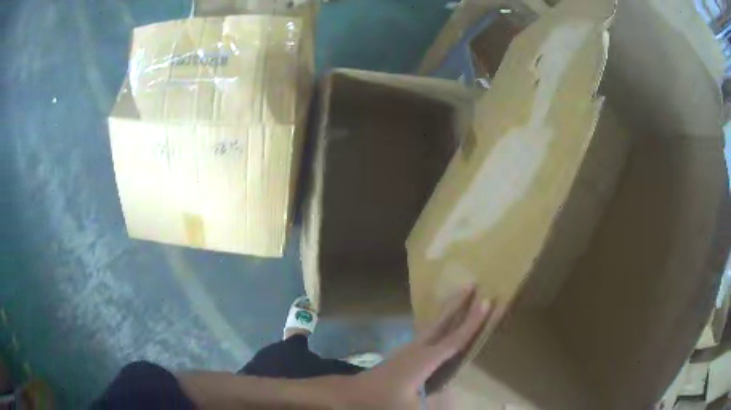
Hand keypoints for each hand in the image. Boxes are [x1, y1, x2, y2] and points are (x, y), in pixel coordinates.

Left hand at [337, 285, 492, 408]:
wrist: (352, 394)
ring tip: (461, 296)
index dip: (473, 321)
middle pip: (443, 321)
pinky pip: (428, 331)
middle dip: (459, 302)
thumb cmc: (381, 401)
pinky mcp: (404, 353)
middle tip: (473, 282)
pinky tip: (442, 324)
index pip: (456, 339)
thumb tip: (455, 393)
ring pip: (434, 324)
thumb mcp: (409, 407)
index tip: (487, 302)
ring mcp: (409, 348)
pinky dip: (440, 321)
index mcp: (424, 360)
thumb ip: (436, 402)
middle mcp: (418, 348)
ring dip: (449, 309)